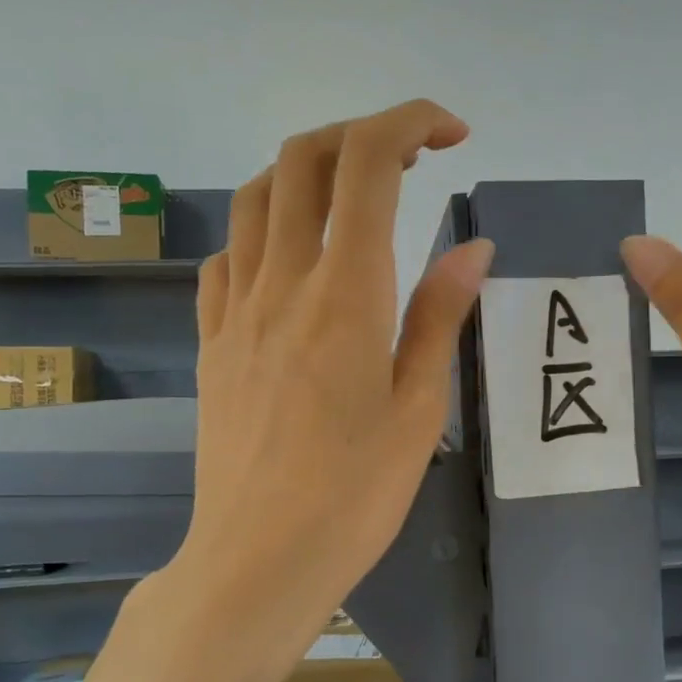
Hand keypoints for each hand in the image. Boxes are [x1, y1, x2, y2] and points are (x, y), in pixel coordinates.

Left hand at [175, 100, 493, 642]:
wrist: (257, 559)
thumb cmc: (355, 494)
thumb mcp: (419, 408)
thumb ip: (439, 315)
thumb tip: (470, 246)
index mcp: (345, 295)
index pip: (367, 164)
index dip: (409, 122)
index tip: (451, 134)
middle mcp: (282, 282)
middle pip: (303, 157)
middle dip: (361, 132)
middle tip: (411, 159)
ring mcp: (235, 308)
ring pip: (256, 195)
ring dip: (307, 171)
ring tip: (353, 197)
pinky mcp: (211, 339)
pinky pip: (229, 254)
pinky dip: (265, 228)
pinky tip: (294, 261)